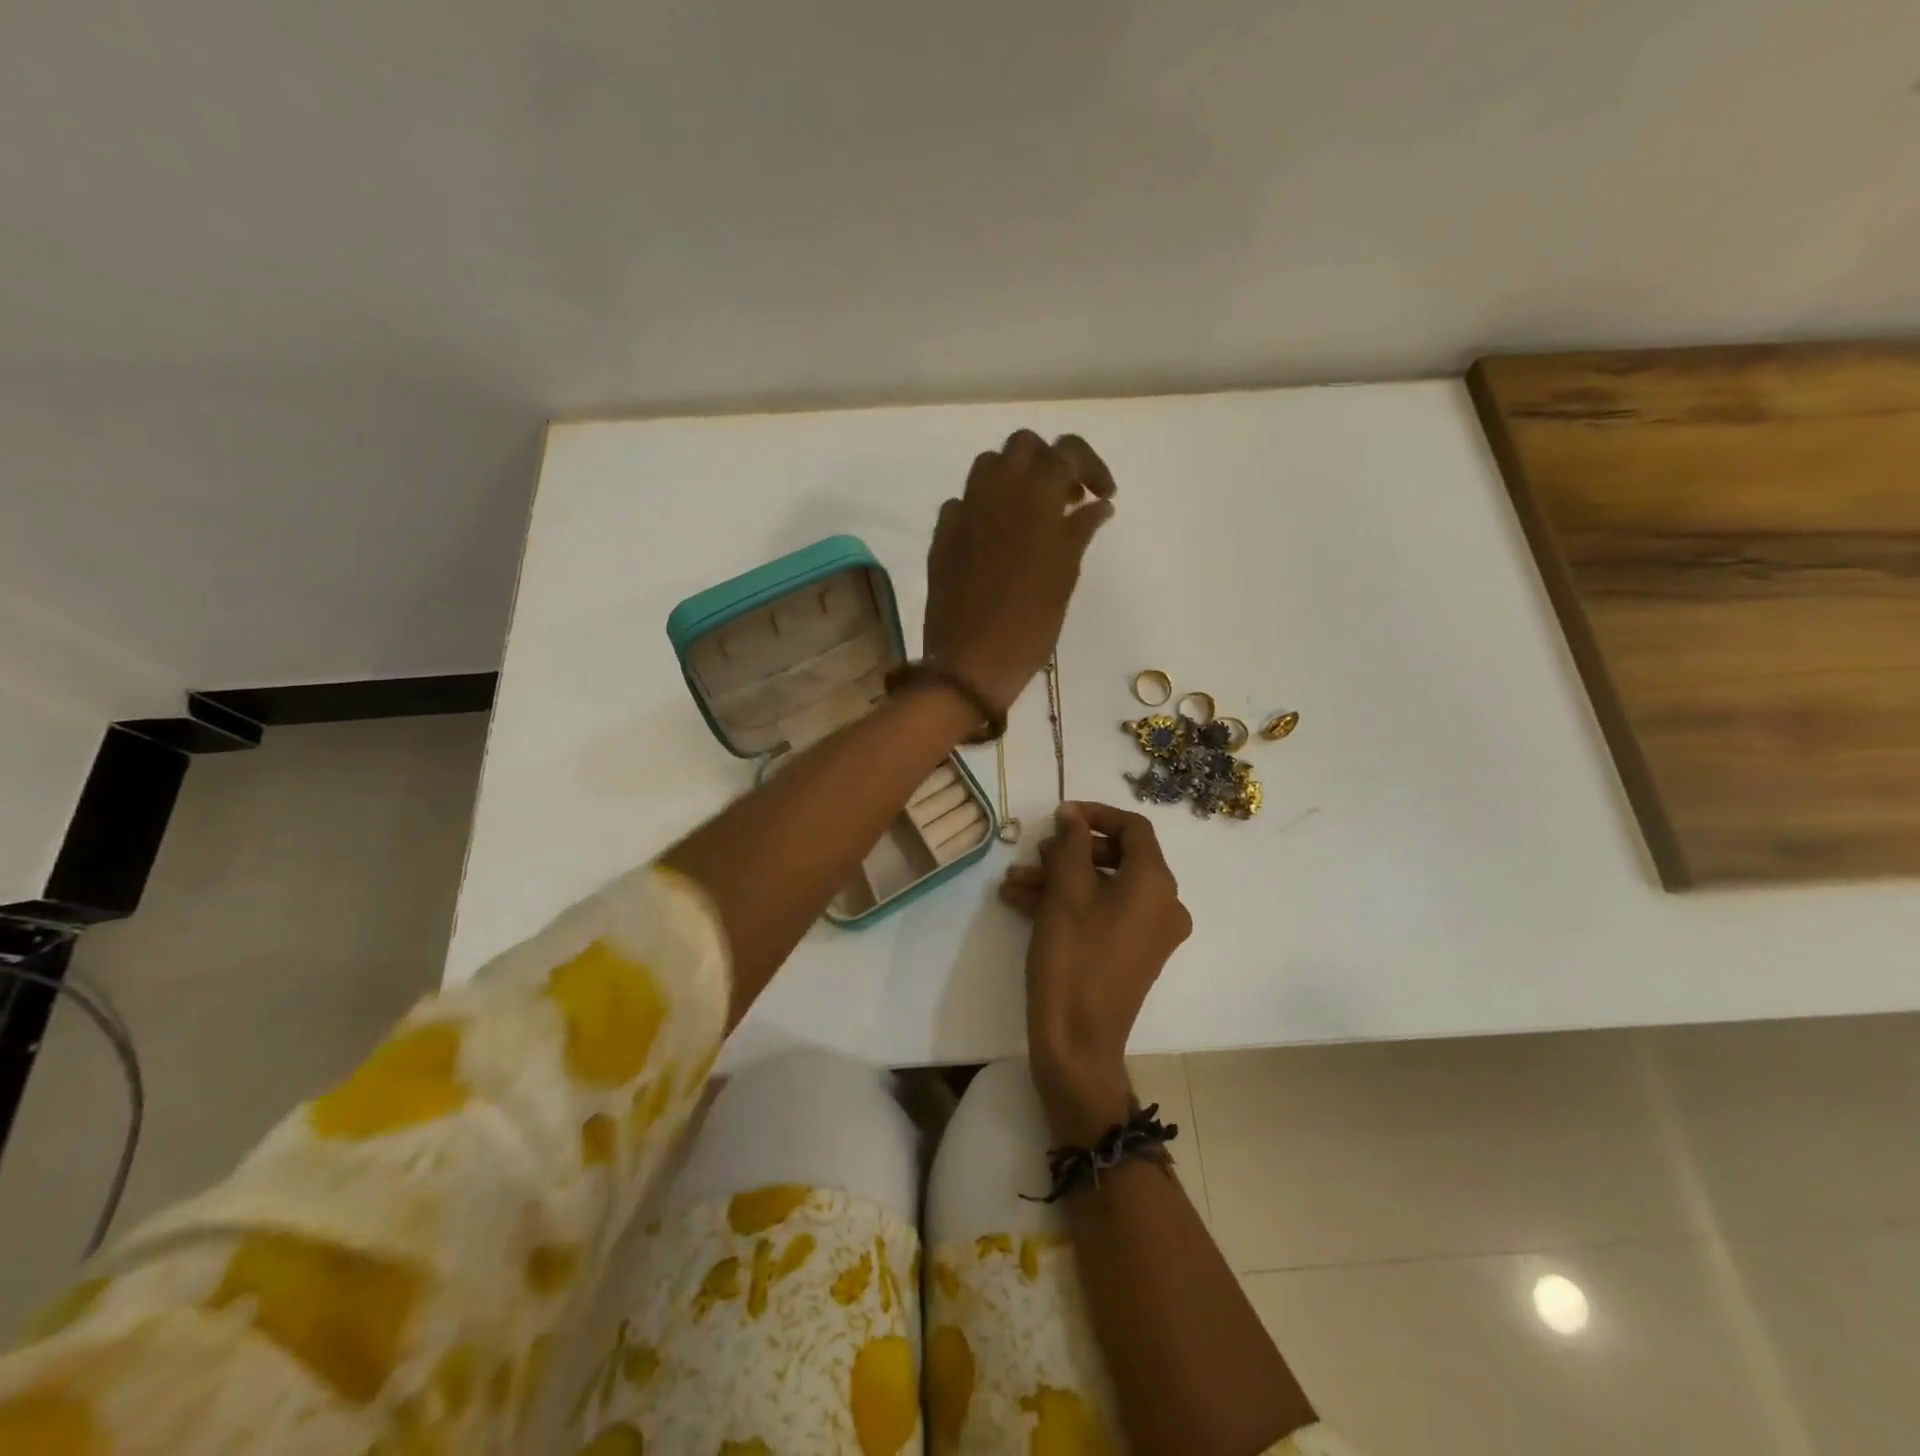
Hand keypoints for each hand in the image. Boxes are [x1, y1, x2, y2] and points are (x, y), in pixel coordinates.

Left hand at [923, 430, 1116, 714]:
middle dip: (1049, 462)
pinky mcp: (942, 536)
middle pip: (1023, 446)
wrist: (969, 663)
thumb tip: (1098, 504)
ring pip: (988, 466)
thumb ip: (1079, 531)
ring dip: (1014, 478)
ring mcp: (963, 512)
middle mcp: (995, 492)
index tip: (1103, 495)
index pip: (1067, 451)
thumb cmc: (1029, 625)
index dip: (1091, 465)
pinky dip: (984, 508)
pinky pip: (962, 502)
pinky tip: (994, 537)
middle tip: (1066, 499)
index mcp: (1034, 498)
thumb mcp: (1065, 577)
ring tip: (1031, 514)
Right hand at [1000, 802, 1191, 1137]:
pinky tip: (1023, 902)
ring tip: (1015, 880)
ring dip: (1060, 878)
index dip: (1095, 814)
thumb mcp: (1066, 892)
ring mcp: (1150, 932)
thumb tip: (1072, 814)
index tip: (1059, 816)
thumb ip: (1071, 844)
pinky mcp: (1133, 953)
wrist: (1077, 1041)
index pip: (1133, 828)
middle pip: (1118, 857)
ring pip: (1104, 887)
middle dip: (1070, 851)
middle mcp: (1163, 904)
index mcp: (1155, 883)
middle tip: (1034, 851)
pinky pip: (1103, 913)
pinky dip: (1069, 904)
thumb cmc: (1072, 957)